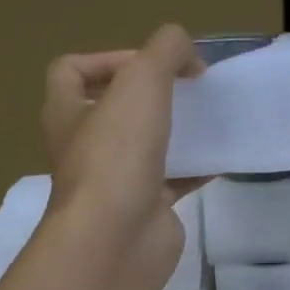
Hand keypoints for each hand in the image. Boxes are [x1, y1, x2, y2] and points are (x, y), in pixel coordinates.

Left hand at [40, 24, 205, 276]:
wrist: (119, 238)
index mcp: (66, 113)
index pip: (70, 71)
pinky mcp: (145, 208)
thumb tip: (187, 52)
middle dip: (148, 96)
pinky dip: (196, 167)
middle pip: (111, 110)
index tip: (150, 64)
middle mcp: (84, 146)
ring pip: (144, 146)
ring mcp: (114, 181)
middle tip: (185, 89)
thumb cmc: (118, 154)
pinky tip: (222, 157)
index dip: (107, 58)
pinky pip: (173, 180)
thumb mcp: (142, 81)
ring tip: (207, 118)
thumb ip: (165, 50)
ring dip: (174, 131)